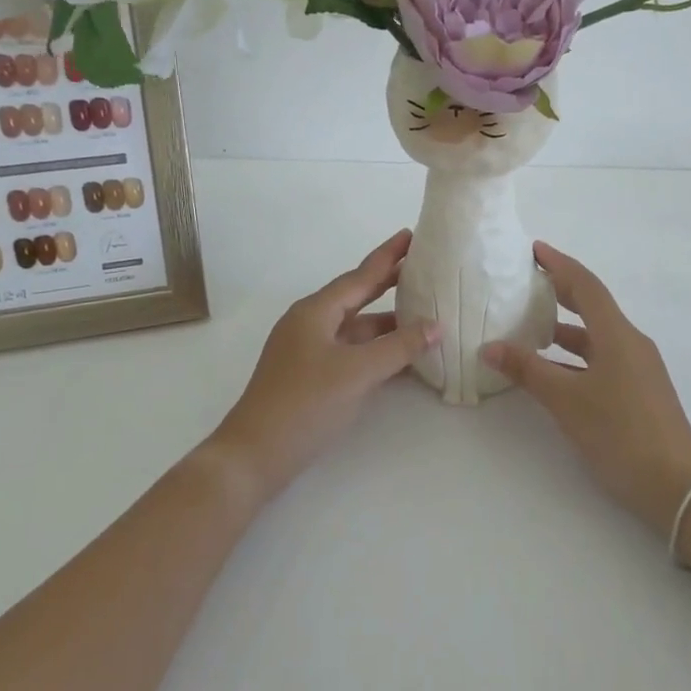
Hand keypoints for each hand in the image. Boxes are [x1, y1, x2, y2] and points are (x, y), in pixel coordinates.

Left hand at [211, 230, 439, 500]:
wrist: (255, 456)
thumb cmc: (304, 404)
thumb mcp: (356, 373)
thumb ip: (398, 347)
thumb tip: (435, 325)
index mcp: (315, 312)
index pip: (360, 276)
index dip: (387, 256)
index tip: (411, 234)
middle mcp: (311, 324)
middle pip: (357, 296)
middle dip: (389, 282)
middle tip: (423, 266)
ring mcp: (310, 351)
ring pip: (357, 328)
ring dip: (388, 322)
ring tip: (425, 313)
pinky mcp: (312, 377)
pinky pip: (352, 352)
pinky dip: (377, 350)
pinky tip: (403, 355)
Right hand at [483, 242, 690, 536]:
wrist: (676, 485)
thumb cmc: (620, 432)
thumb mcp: (566, 400)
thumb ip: (527, 370)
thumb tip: (489, 347)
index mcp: (617, 335)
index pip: (585, 286)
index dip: (559, 264)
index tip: (534, 250)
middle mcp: (630, 343)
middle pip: (593, 306)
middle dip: (561, 291)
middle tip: (528, 281)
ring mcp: (637, 368)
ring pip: (596, 336)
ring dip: (565, 328)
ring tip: (530, 326)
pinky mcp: (637, 390)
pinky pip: (601, 359)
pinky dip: (574, 356)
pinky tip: (552, 370)